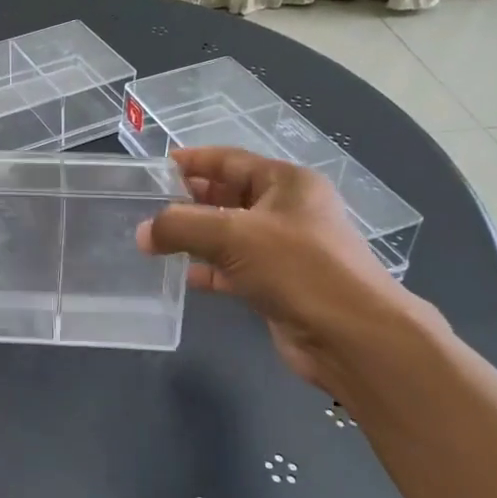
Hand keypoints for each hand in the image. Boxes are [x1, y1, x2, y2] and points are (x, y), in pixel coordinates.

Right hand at [137, 148, 421, 390]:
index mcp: (287, 183)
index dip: (194, 161)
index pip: (231, 160)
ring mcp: (286, 250)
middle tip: (149, 204)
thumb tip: (144, 233)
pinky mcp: (279, 285)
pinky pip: (234, 268)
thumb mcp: (232, 235)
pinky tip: (183, 275)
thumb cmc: (298, 268)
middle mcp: (288, 211)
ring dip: (196, 236)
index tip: (156, 167)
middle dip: (190, 199)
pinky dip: (209, 269)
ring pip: (229, 234)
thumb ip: (180, 226)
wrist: (352, 337)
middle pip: (229, 196)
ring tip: (156, 240)